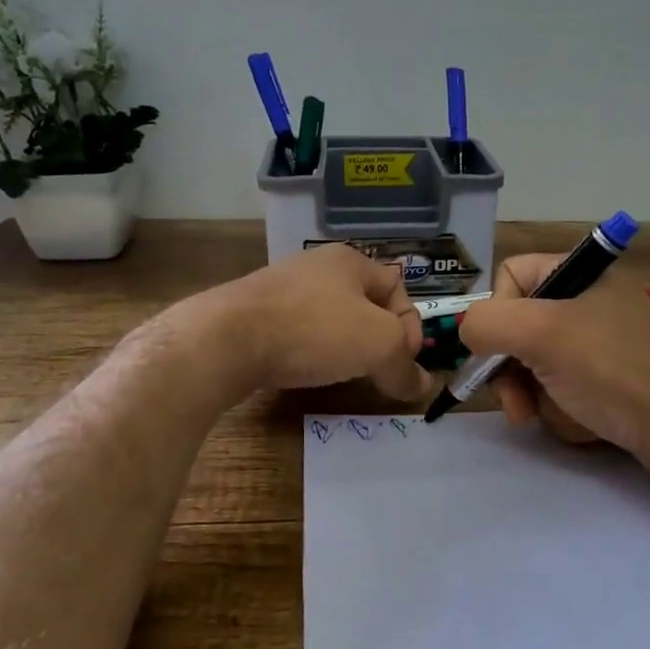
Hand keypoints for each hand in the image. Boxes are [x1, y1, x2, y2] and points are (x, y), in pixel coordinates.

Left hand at [208, 243, 434, 401]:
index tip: (402, 363)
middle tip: (377, 371)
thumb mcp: (377, 346)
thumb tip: (422, 388)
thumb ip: (405, 366)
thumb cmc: (314, 329)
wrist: (227, 339)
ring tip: (342, 374)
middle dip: (377, 340)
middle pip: (364, 305)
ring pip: (331, 320)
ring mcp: (282, 287)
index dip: (409, 328)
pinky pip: (299, 332)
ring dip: (344, 348)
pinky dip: (311, 352)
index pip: (398, 290)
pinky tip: (305, 370)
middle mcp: (317, 265)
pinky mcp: (255, 312)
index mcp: (351, 260)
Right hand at [459, 253, 649, 477]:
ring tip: (555, 416)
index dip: (495, 312)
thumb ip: (487, 322)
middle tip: (517, 405)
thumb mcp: (541, 335)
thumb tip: (466, 329)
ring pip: (537, 364)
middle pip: (519, 327)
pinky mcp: (611, 380)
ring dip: (537, 395)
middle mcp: (588, 301)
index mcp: (577, 274)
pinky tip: (583, 423)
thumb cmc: (613, 369)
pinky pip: (565, 388)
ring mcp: (601, 343)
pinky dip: (564, 409)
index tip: (496, 350)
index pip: (510, 275)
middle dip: (512, 370)